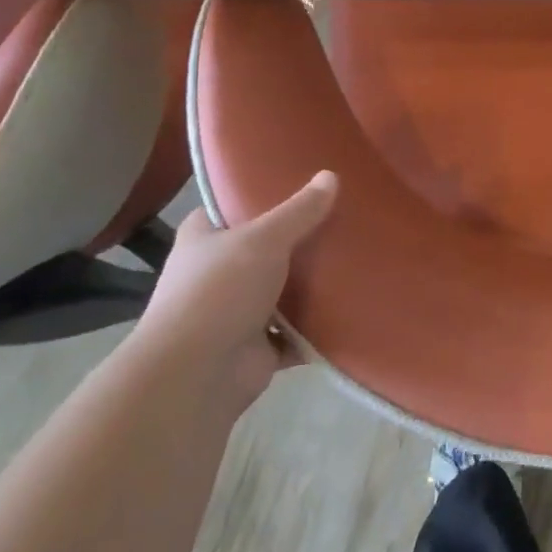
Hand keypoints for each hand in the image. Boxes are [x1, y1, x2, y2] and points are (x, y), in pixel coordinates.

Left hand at [131, 170, 338, 411]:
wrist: (194, 376)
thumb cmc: (218, 291)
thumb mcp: (263, 239)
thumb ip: (299, 210)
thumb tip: (330, 175)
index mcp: (204, 239)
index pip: (230, 207)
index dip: (259, 195)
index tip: (298, 181)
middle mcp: (217, 273)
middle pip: (265, 247)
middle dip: (299, 238)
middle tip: (342, 216)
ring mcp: (237, 312)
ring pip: (283, 289)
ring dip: (312, 282)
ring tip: (356, 254)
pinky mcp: (258, 346)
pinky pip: (297, 329)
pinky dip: (319, 323)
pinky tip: (352, 302)